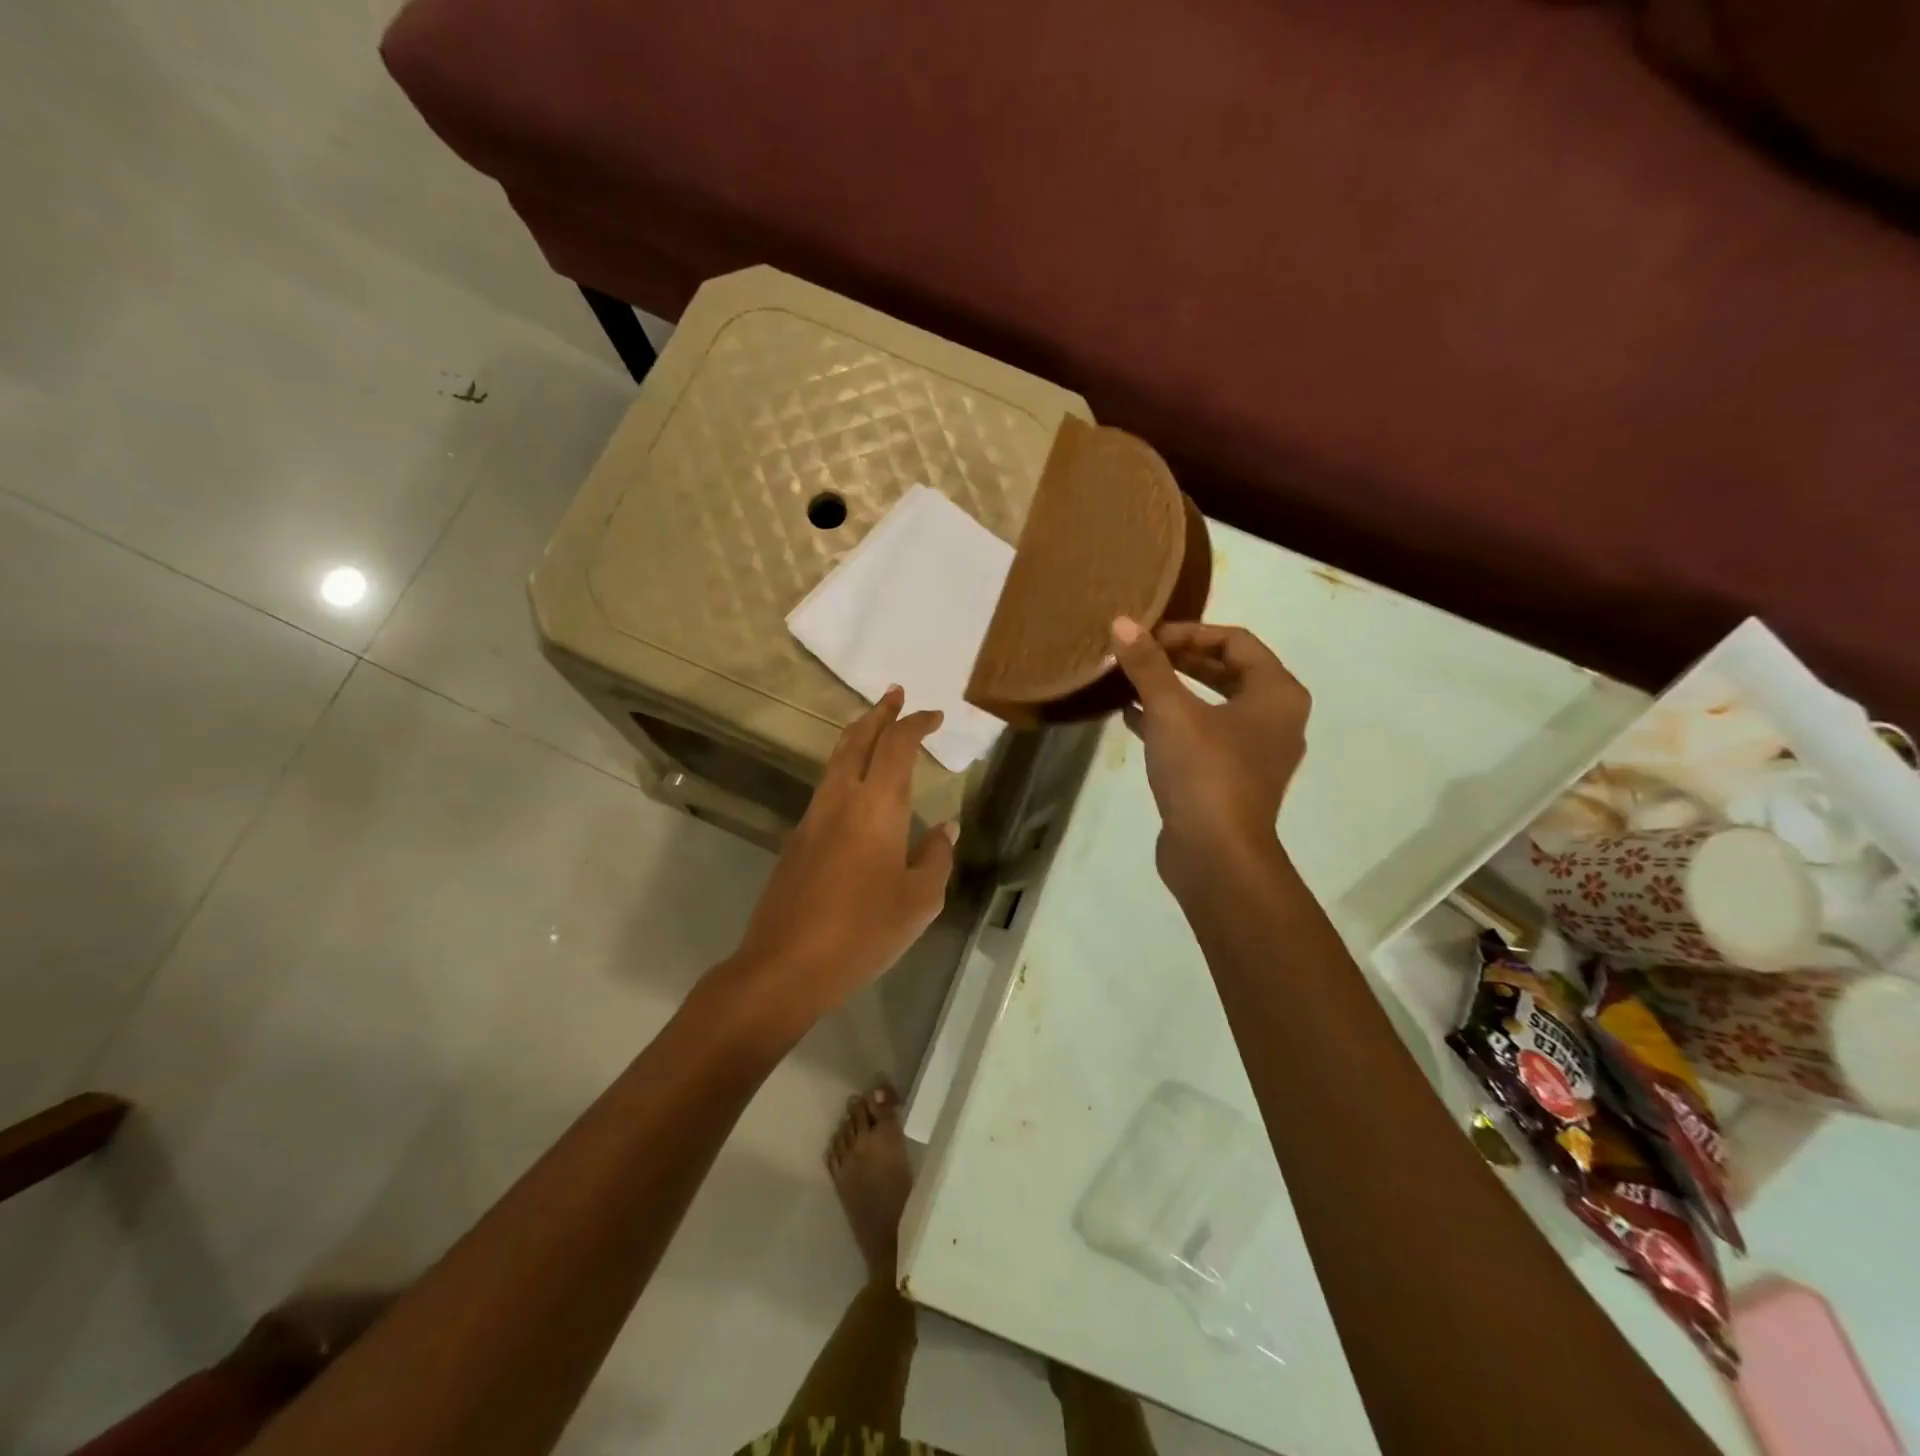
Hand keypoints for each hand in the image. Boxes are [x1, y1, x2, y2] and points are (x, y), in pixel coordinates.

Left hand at [727, 686, 957, 1023]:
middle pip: (857, 738)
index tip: (934, 716)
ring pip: (835, 760)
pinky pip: (825, 788)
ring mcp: (812, 817)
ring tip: (876, 728)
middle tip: (896, 694)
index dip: (916, 724)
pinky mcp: (796, 839)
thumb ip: (937, 857)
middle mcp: (841, 799)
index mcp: (877, 806)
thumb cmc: (864, 931)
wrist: (786, 965)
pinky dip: (845, 769)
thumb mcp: (920, 900)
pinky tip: (857, 790)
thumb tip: (946, 827)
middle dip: (879, 712)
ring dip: (858, 736)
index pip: (898, 746)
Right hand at [1110, 619, 1311, 891]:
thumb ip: (1147, 665)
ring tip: (1130, 681)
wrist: (1216, 855)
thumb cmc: (1204, 771)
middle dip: (1179, 660)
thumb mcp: (1170, 710)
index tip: (1148, 638)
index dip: (1189, 632)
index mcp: (1277, 693)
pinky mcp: (1231, 780)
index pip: (1235, 640)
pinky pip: (1202, 736)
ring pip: (1212, 705)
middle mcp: (1276, 718)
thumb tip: (1121, 622)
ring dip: (1173, 690)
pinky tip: (1131, 718)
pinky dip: (1171, 723)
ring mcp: (1255, 752)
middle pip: (1227, 671)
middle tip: (1138, 654)